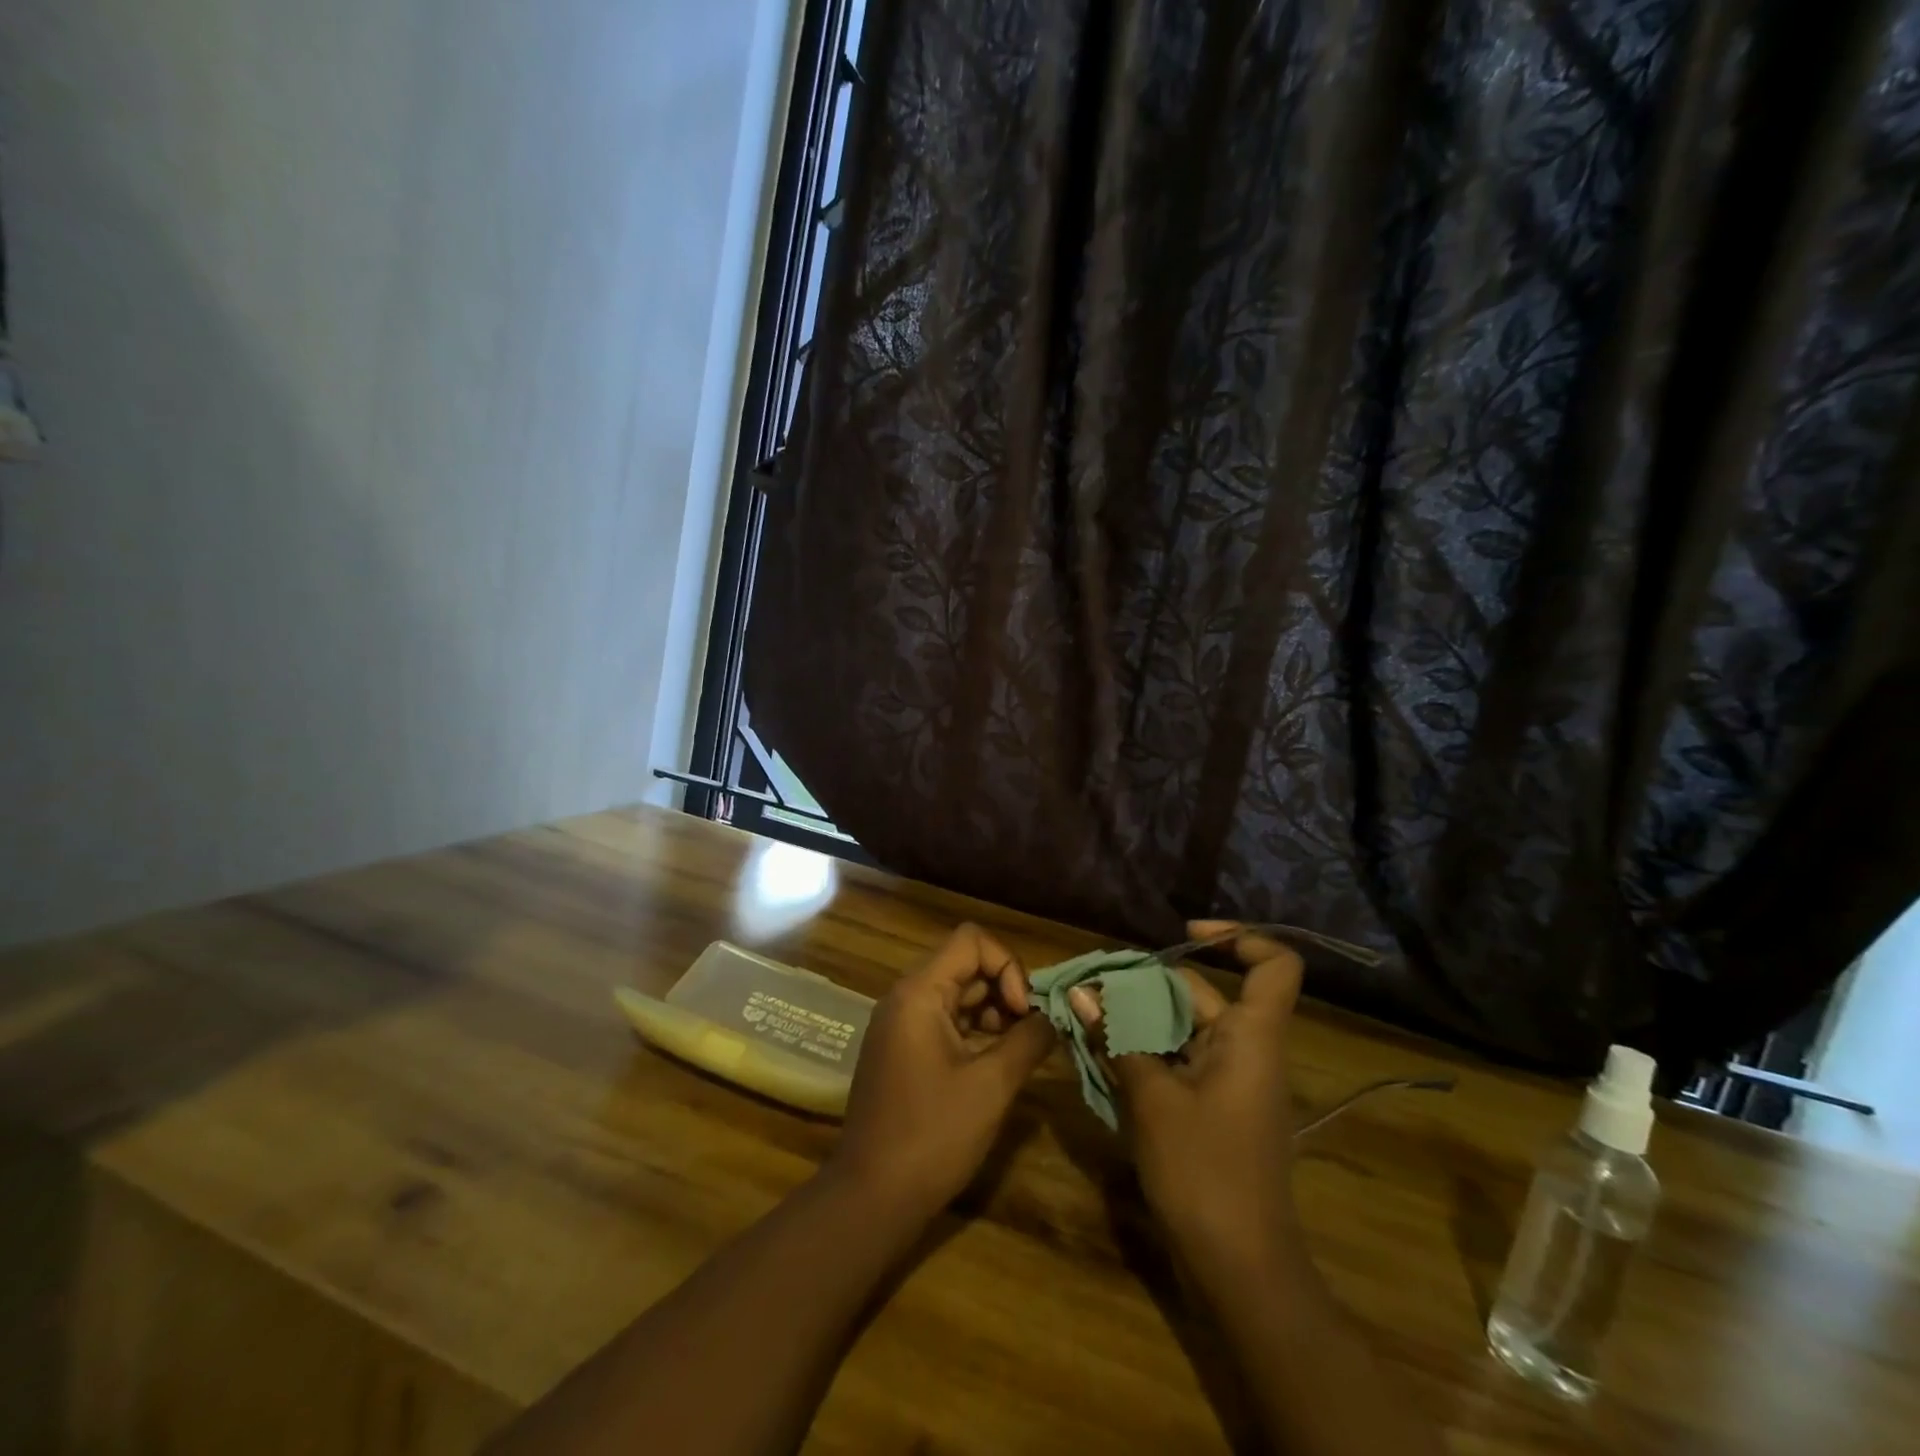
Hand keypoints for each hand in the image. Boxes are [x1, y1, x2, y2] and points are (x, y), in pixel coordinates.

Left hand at [830, 923, 1055, 1218]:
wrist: (872, 1197)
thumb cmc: (932, 1136)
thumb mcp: (991, 1085)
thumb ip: (1028, 1040)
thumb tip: (1053, 1016)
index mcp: (919, 993)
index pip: (971, 941)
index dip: (1007, 965)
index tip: (1024, 1011)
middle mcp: (906, 997)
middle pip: (965, 965)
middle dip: (1005, 990)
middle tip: (1031, 1032)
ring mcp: (901, 1024)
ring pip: (957, 993)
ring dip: (993, 1012)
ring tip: (1019, 1049)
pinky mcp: (903, 1050)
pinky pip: (945, 1020)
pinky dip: (975, 1031)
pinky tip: (996, 1063)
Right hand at [1069, 920, 1303, 1270]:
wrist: (1240, 1269)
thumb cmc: (1204, 1172)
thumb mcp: (1152, 1099)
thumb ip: (1118, 1039)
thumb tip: (1082, 992)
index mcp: (1251, 1037)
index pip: (1274, 965)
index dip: (1238, 938)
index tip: (1184, 934)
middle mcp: (1246, 1049)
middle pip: (1201, 994)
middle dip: (1147, 985)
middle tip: (1093, 987)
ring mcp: (1230, 1080)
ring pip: (1182, 1028)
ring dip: (1137, 1020)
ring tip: (1087, 1016)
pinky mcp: (1213, 1107)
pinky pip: (1178, 1060)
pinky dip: (1144, 1051)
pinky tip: (1102, 1053)